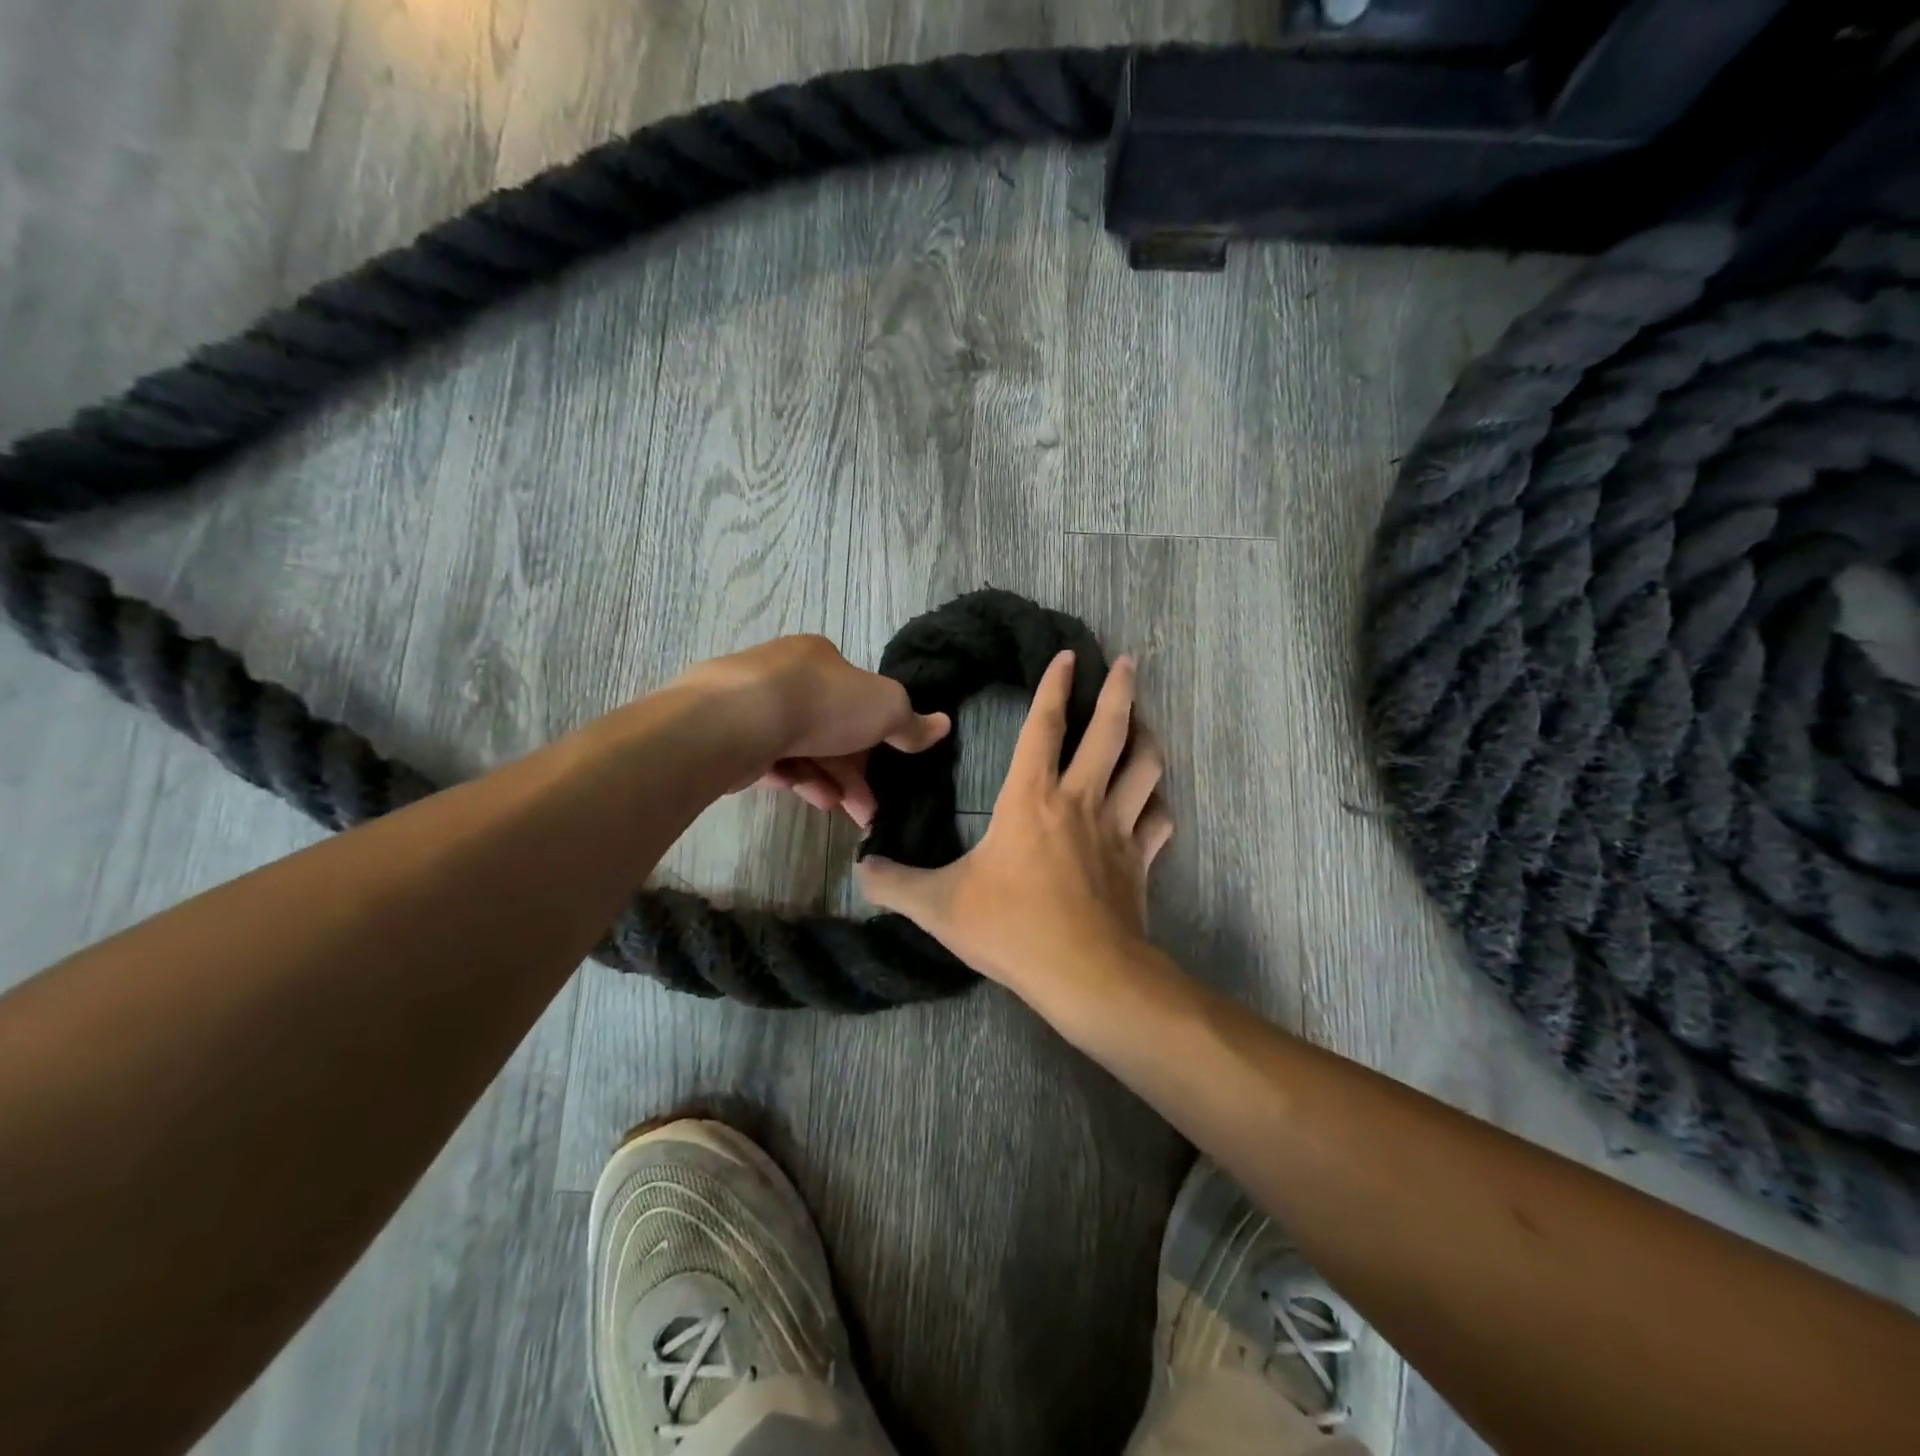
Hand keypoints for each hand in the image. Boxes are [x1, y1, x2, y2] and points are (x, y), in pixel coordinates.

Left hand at [678, 634, 948, 827]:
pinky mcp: (730, 738)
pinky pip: (772, 762)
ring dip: (829, 782)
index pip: (855, 696)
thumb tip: (943, 725)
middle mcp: (784, 677)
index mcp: (819, 658)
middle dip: (854, 772)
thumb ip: (911, 723)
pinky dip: (797, 781)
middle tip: (870, 809)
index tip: (888, 771)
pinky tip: (812, 799)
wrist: (740, 720)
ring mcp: (753, 708)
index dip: (877, 735)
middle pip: (830, 729)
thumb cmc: (822, 704)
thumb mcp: (885, 708)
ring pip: (802, 749)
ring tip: (844, 811)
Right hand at [858, 651, 1174, 1002]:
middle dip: (1119, 689)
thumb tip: (860, 868)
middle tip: (1128, 662)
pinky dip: (1156, 805)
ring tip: (1143, 723)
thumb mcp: (938, 906)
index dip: (1054, 685)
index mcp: (1032, 798)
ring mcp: (1117, 829)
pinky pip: (1158, 820)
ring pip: (1145, 768)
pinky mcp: (1140, 861)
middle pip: (1110, 731)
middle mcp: (1080, 800)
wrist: (1085, 974)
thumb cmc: (1011, 928)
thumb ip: (894, 884)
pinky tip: (1152, 803)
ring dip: (1146, 738)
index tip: (1065, 654)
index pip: (1044, 726)